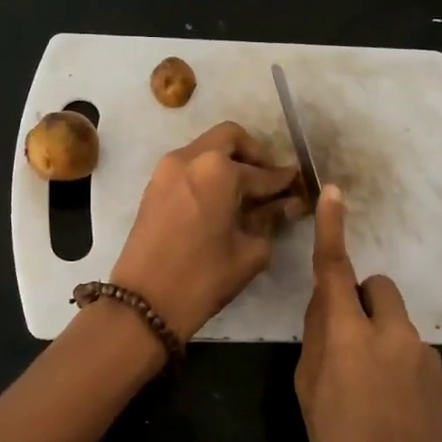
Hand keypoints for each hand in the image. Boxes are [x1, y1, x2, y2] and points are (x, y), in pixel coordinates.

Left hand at [110, 122, 302, 341]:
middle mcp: (190, 158)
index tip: (297, 185)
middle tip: (268, 180)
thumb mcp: (249, 251)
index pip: (262, 171)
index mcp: (218, 170)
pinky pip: (188, 166)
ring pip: (205, 149)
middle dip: (254, 154)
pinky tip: (221, 201)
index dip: (283, 180)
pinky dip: (207, 174)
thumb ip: (270, 220)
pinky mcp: (153, 187)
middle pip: (230, 139)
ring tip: (245, 193)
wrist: (144, 303)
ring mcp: (166, 170)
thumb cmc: (204, 278)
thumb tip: (287, 205)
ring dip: (228, 162)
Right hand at [295, 185, 441, 441]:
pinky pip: (416, 353)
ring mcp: (426, 356)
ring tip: (370, 391)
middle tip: (346, 344)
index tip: (334, 194)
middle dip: (360, 301)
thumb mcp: (307, 395)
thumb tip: (327, 308)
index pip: (337, 271)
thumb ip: (316, 341)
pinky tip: (396, 409)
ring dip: (381, 337)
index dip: (333, 230)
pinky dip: (402, 365)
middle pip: (378, 287)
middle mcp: (393, 334)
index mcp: (350, 337)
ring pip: (397, 323)